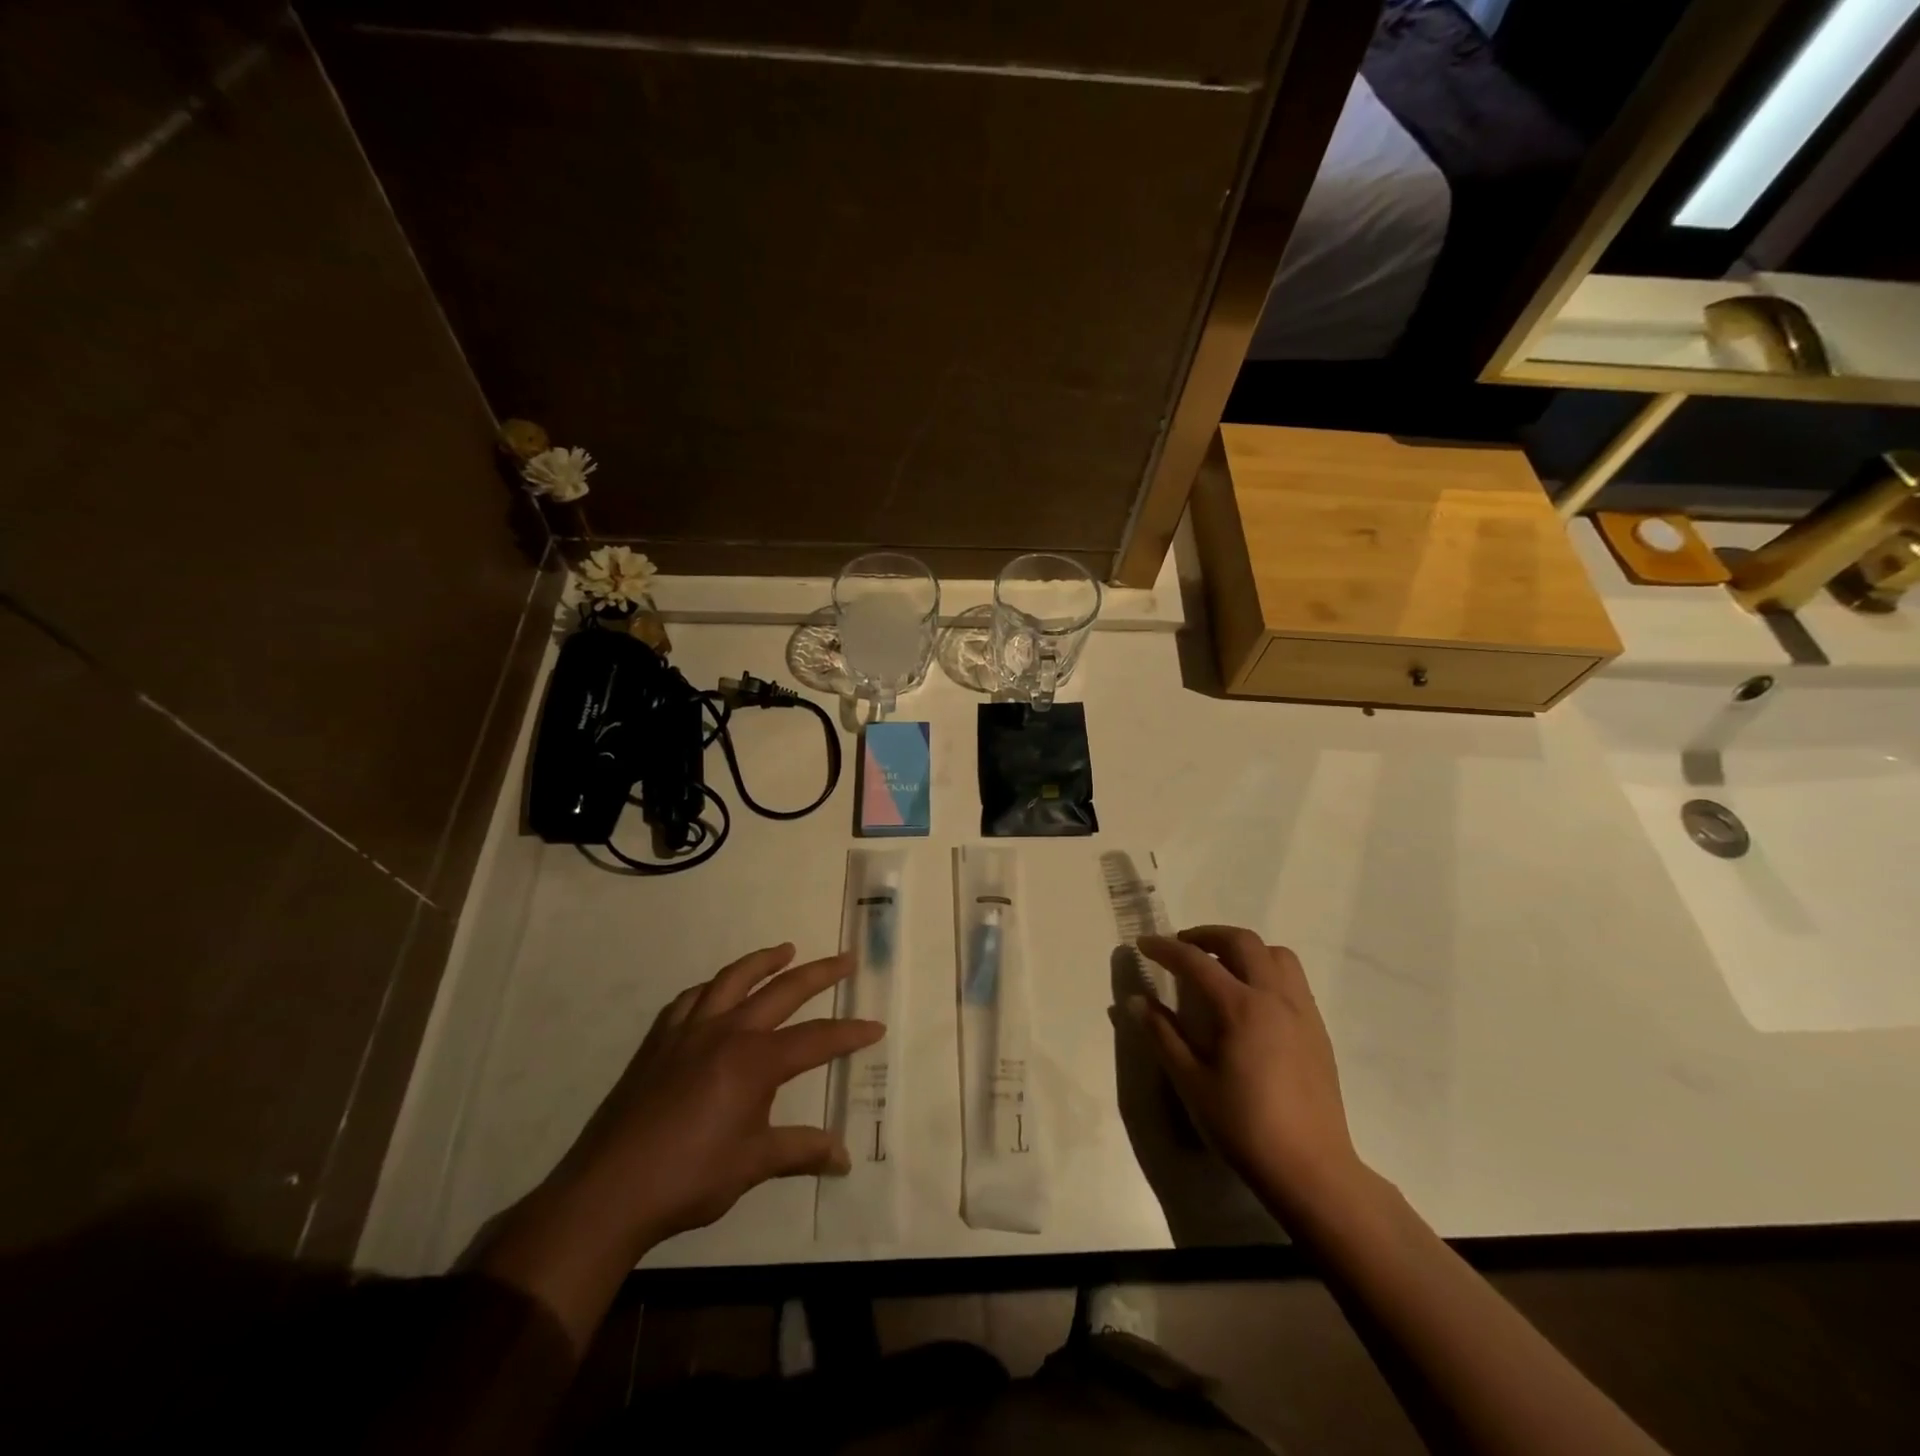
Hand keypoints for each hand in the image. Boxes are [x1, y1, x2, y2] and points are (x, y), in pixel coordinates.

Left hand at [479, 944, 881, 1348]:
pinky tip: (716, 991)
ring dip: (763, 961)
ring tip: (785, 950)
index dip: (849, 1033)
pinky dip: (711, 988)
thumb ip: (801, 1151)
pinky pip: (690, 1000)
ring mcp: (689, 1031)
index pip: (816, 1039)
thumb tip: (844, 1157)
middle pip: (783, 990)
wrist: (609, 1190)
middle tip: (844, 959)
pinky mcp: (658, 1041)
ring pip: (733, 980)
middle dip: (819, 973)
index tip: (876, 1026)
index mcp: (755, 1061)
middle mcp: (727, 1032)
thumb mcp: (754, 1164)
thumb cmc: (690, 1177)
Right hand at [1133, 927, 1364, 1220]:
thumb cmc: (1244, 1126)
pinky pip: (1293, 980)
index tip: (1143, 944)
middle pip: (1243, 942)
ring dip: (1244, 949)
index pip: (1196, 961)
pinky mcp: (1317, 1030)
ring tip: (1221, 966)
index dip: (1166, 949)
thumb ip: (1163, 1035)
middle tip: (1182, 948)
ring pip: (1276, 955)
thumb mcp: (1191, 1082)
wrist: (1311, 1170)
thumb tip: (1137, 1001)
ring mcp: (1302, 1012)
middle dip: (1208, 935)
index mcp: (1241, 1007)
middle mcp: (1275, 997)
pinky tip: (1251, 1000)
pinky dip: (1267, 971)